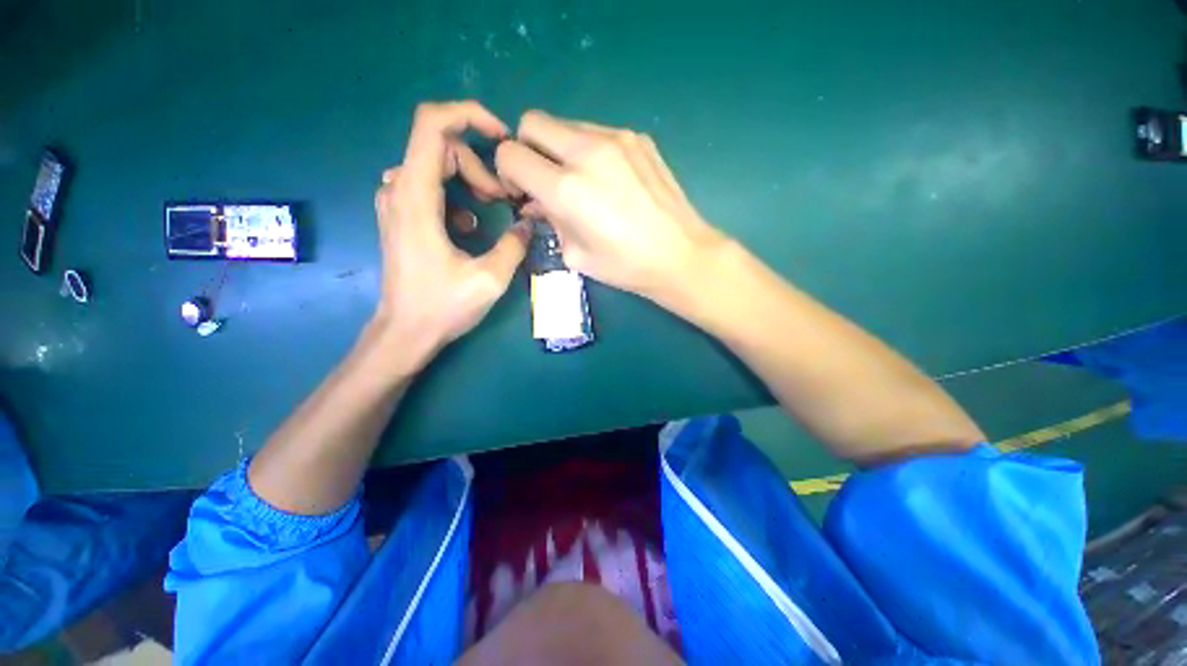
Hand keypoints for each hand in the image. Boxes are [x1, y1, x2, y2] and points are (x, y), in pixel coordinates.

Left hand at [371, 101, 530, 366]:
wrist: (405, 332)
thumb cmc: (443, 307)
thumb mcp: (490, 279)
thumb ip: (514, 245)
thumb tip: (528, 222)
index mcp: (417, 198)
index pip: (433, 125)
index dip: (469, 115)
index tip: (502, 137)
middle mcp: (399, 190)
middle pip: (441, 146)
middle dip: (479, 166)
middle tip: (502, 199)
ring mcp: (396, 203)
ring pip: (436, 166)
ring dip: (469, 181)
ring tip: (489, 212)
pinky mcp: (400, 217)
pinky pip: (429, 186)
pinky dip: (455, 196)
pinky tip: (467, 227)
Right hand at [495, 110, 726, 302]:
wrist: (679, 254)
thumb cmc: (625, 265)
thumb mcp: (575, 254)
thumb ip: (548, 220)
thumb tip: (535, 200)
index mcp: (566, 189)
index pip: (510, 154)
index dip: (508, 172)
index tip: (522, 191)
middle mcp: (586, 152)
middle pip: (531, 122)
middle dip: (528, 149)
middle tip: (544, 179)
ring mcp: (615, 138)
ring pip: (565, 124)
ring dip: (559, 148)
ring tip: (580, 181)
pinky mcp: (637, 137)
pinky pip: (595, 131)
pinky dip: (588, 150)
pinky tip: (607, 179)